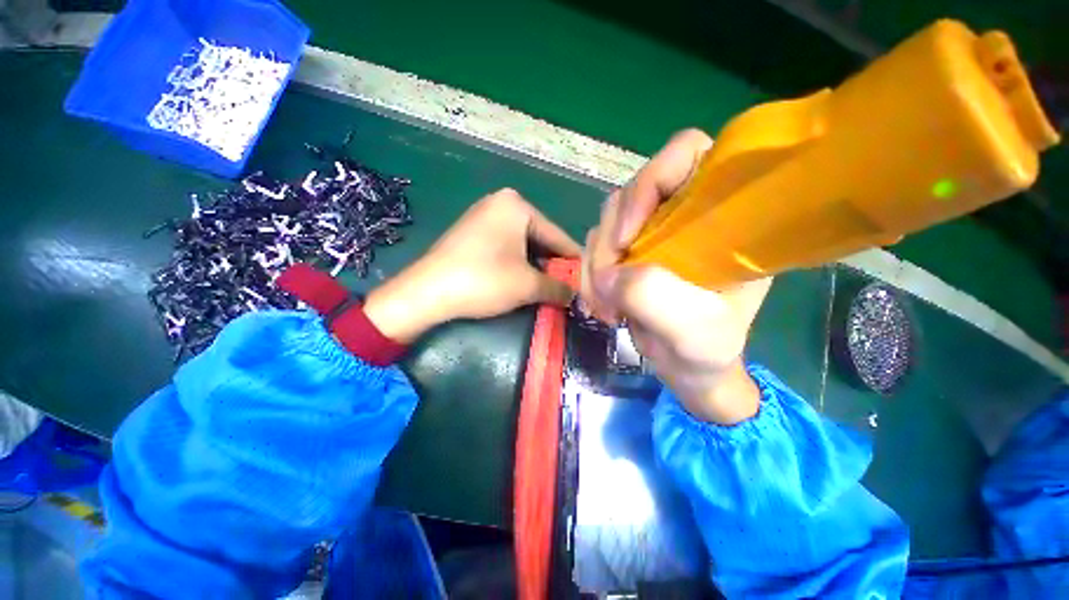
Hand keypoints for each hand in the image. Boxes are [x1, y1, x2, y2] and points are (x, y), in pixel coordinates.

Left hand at [364, 189, 580, 342]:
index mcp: (517, 205)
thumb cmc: (484, 280)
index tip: (588, 277)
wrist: (427, 292)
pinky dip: (517, 265)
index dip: (573, 260)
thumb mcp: (528, 285)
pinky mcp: (470, 234)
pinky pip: (505, 248)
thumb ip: (557, 287)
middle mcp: (500, 204)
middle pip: (539, 239)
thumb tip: (575, 295)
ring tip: (549, 288)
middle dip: (553, 265)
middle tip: (569, 287)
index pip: (557, 235)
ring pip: (522, 246)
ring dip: (536, 268)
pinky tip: (524, 281)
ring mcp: (483, 218)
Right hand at [581, 129, 771, 423]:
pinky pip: (595, 247)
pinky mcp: (629, 251)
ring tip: (606, 307)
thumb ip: (652, 296)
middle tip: (609, 288)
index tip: (627, 239)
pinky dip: (590, 275)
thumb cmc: (705, 349)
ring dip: (595, 264)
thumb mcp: (691, 330)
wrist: (685, 366)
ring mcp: (652, 232)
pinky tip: (600, 303)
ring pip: (606, 222)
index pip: (686, 155)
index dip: (649, 182)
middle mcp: (684, 213)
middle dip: (609, 242)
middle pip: (630, 194)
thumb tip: (608, 273)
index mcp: (722, 215)